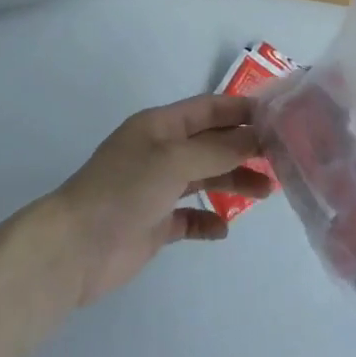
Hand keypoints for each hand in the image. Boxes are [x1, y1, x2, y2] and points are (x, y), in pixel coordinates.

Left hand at [50, 94, 272, 306]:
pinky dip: (208, 221)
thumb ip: (217, 149)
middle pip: (210, 144)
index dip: (240, 110)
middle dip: (243, 148)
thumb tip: (256, 137)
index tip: (277, 117)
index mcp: (160, 126)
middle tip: (280, 159)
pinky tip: (223, 229)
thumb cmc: (124, 190)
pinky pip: (189, 218)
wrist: (75, 248)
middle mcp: (160, 152)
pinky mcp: (155, 224)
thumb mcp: (174, 160)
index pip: (208, 109)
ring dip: (233, 182)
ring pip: (205, 178)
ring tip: (266, 192)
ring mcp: (157, 189)